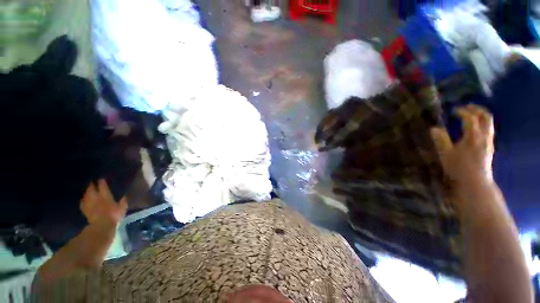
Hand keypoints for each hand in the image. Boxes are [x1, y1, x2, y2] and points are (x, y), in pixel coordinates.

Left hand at [81, 179, 126, 225]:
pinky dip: (82, 200)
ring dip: (86, 192)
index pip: (103, 186)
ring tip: (87, 190)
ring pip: (86, 195)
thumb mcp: (122, 208)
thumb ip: (123, 202)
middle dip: (91, 185)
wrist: (101, 225)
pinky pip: (82, 203)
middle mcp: (96, 197)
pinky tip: (82, 200)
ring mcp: (89, 204)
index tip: (101, 179)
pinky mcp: (85, 210)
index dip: (102, 182)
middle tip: (91, 182)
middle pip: (91, 189)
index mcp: (106, 196)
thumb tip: (124, 196)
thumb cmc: (114, 215)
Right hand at [431, 104, 494, 184]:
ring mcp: (489, 142)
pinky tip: (475, 129)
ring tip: (471, 115)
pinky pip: (488, 130)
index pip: (470, 118)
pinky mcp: (489, 148)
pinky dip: (482, 124)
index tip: (454, 110)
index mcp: (473, 136)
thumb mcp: (446, 154)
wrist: (475, 182)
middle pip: (486, 117)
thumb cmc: (459, 168)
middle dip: (477, 110)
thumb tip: (434, 128)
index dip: (462, 112)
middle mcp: (484, 136)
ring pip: (489, 124)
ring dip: (481, 116)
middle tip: (467, 107)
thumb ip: (440, 140)